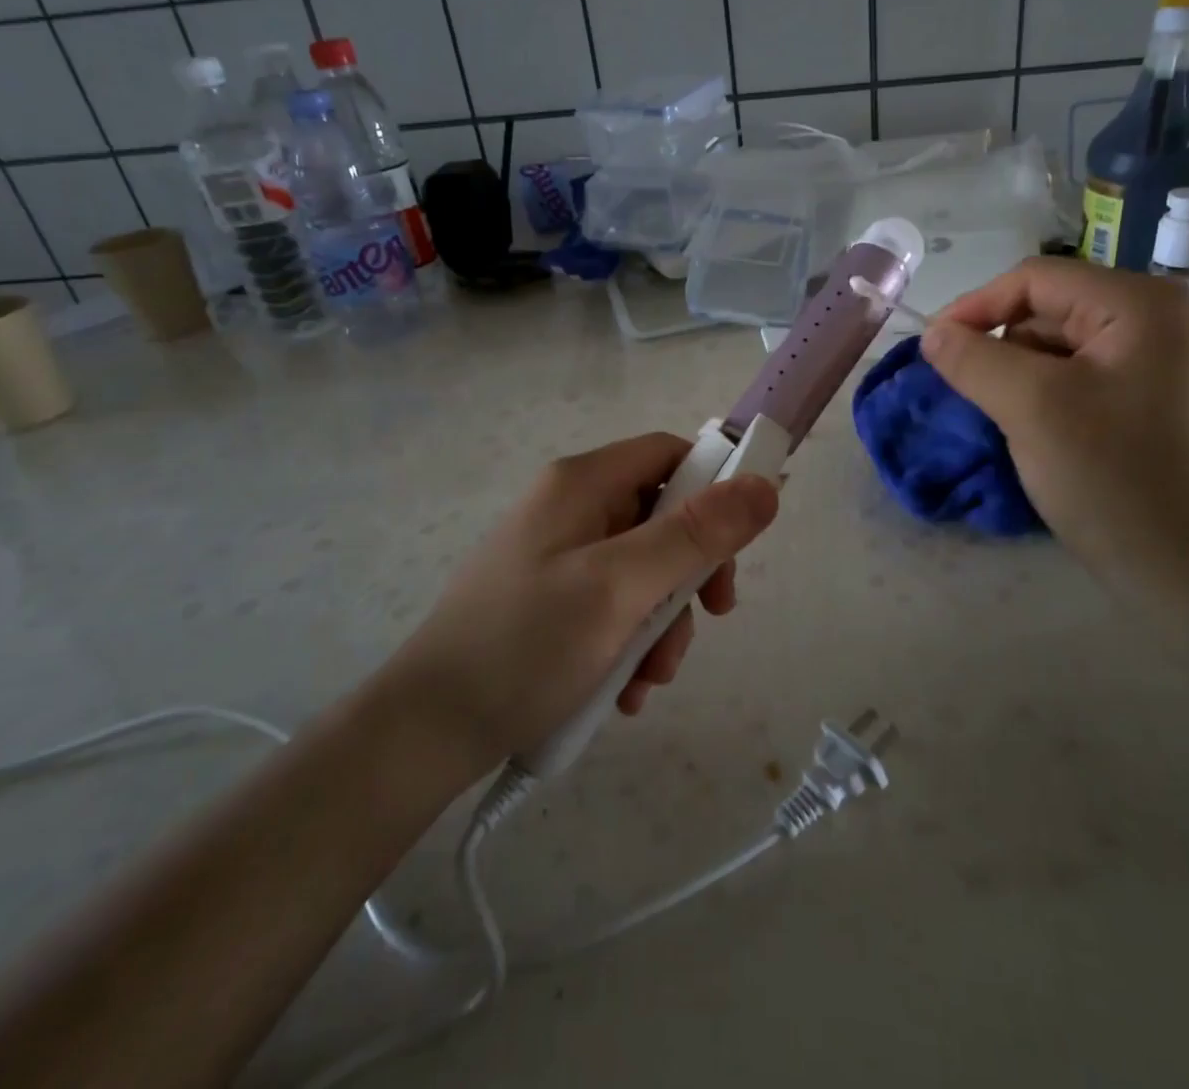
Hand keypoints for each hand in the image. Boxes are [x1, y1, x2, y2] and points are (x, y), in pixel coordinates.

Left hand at [388, 433, 779, 774]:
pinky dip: (629, 642)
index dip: (715, 485)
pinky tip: (623, 691)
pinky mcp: (549, 601)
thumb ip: (695, 535)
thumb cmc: (526, 646)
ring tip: (648, 680)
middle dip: (689, 575)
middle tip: (708, 619)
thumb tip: (764, 485)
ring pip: (643, 570)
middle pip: (662, 517)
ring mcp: (557, 557)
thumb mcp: (620, 588)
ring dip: (661, 623)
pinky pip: (613, 605)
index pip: (669, 454)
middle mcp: (570, 509)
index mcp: (581, 484)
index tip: (742, 541)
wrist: (424, 735)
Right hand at [922, 258, 1188, 575]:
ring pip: (1057, 348)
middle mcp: (1155, 321)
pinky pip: (1075, 379)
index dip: (975, 307)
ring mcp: (1155, 363)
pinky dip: (1039, 396)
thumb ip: (973, 360)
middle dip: (997, 346)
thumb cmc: (1113, 477)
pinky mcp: (1146, 401)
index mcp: (1138, 305)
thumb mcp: (1031, 407)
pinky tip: (1025, 430)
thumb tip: (932, 334)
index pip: (1035, 279)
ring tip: (993, 415)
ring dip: (1014, 375)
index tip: (931, 348)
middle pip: (1047, 310)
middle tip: (960, 389)